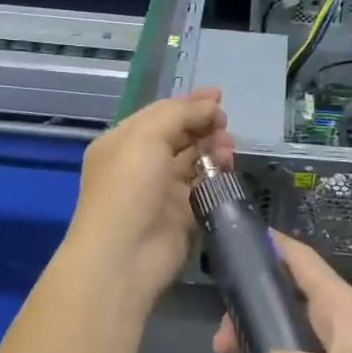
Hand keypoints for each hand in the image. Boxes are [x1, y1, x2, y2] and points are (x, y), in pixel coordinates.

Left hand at [64, 89, 232, 313]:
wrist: (125, 256)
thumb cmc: (128, 187)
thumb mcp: (146, 136)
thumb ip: (179, 114)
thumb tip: (209, 105)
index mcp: (123, 141)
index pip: (160, 114)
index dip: (189, 103)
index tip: (218, 96)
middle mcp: (141, 164)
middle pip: (179, 135)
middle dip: (204, 125)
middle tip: (225, 125)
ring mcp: (161, 190)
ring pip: (194, 159)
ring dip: (213, 148)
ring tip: (228, 148)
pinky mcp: (182, 214)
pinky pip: (203, 186)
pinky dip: (216, 175)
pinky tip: (226, 168)